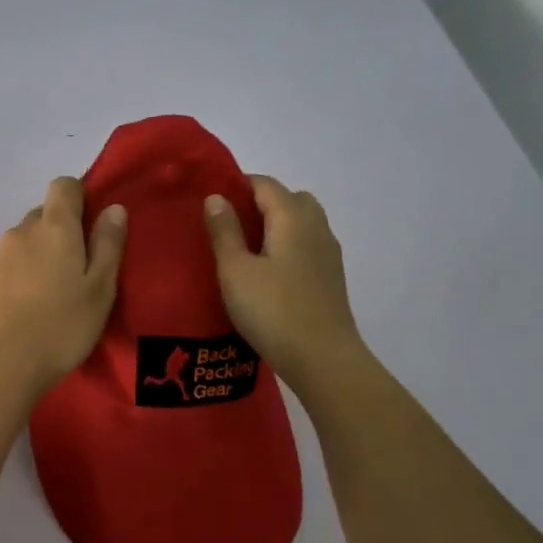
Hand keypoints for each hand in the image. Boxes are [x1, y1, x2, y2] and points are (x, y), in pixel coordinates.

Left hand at [0, 177, 126, 391]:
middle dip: (62, 230)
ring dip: (41, 253)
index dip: (80, 197)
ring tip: (54, 290)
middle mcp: (22, 230)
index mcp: (54, 226)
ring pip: (26, 239)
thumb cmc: (62, 325)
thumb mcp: (100, 287)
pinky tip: (31, 303)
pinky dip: (23, 272)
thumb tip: (114, 207)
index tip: (93, 227)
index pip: (64, 185)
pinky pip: (10, 262)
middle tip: (79, 268)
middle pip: (44, 213)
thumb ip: (108, 244)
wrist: (2, 363)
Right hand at [205, 175, 362, 388]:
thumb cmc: (272, 310)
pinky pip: (307, 246)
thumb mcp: (235, 270)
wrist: (322, 358)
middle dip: (260, 204)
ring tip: (246, 251)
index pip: (265, 184)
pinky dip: (288, 247)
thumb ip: (224, 231)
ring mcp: (328, 253)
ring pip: (302, 223)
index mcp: (292, 217)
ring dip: (276, 226)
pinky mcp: (331, 277)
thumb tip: (216, 197)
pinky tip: (268, 273)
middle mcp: (316, 227)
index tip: (211, 201)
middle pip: (289, 199)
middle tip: (230, 226)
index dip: (238, 186)